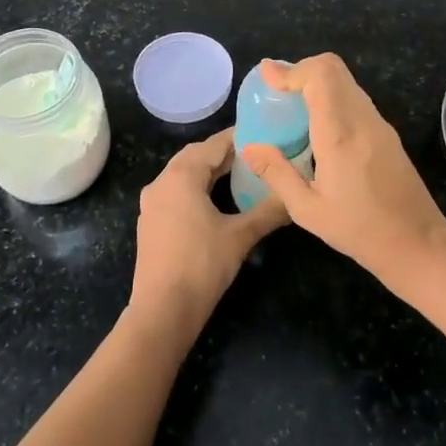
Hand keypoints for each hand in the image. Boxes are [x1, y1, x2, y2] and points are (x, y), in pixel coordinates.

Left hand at [130, 130, 286, 336]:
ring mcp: (152, 203)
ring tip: (241, 173)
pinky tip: (216, 200)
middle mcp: (161, 182)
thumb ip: (269, 211)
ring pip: (184, 174)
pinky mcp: (151, 222)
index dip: (239, 138)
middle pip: (196, 156)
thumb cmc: (202, 265)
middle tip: (256, 153)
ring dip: (209, 170)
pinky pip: (176, 192)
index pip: (214, 144)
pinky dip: (197, 187)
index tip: (264, 134)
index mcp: (181, 176)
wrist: (162, 310)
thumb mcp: (241, 236)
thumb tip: (295, 197)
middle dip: (224, 153)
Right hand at [238, 54, 445, 275]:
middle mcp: (362, 119)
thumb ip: (277, 174)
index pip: (320, 77)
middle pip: (334, 68)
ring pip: (346, 80)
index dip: (291, 70)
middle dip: (302, 69)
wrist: (417, 241)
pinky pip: (355, 98)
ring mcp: (379, 123)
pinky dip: (331, 95)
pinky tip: (317, 123)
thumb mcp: (307, 210)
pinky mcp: (387, 132)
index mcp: (340, 135)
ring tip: (292, 103)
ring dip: (317, 81)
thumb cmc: (359, 230)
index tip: (267, 77)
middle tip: (277, 87)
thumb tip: (250, 147)